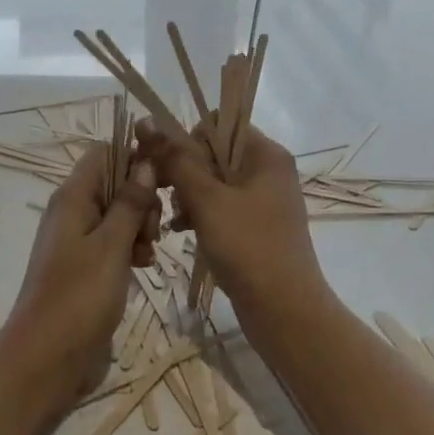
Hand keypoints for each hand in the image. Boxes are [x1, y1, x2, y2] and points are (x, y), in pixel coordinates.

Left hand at [0, 143, 161, 415]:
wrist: (46, 361)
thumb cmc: (79, 297)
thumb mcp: (111, 246)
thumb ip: (130, 202)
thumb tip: (145, 163)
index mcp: (72, 197)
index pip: (105, 153)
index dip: (134, 158)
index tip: (163, 180)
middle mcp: (73, 211)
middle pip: (115, 183)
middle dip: (141, 199)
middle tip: (152, 231)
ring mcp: (78, 241)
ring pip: (119, 214)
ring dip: (140, 227)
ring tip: (148, 254)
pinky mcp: (87, 268)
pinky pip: (114, 242)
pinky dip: (131, 249)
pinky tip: (143, 267)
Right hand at [134, 119, 325, 322]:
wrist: (285, 312)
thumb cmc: (248, 247)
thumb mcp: (207, 200)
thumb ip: (177, 160)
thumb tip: (148, 122)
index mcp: (266, 154)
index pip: (217, 125)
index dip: (188, 141)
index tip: (169, 168)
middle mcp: (268, 170)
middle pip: (214, 153)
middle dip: (185, 172)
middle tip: (166, 196)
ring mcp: (264, 200)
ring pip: (214, 182)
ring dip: (189, 196)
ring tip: (174, 219)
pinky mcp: (256, 226)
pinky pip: (222, 206)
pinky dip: (201, 214)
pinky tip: (181, 231)